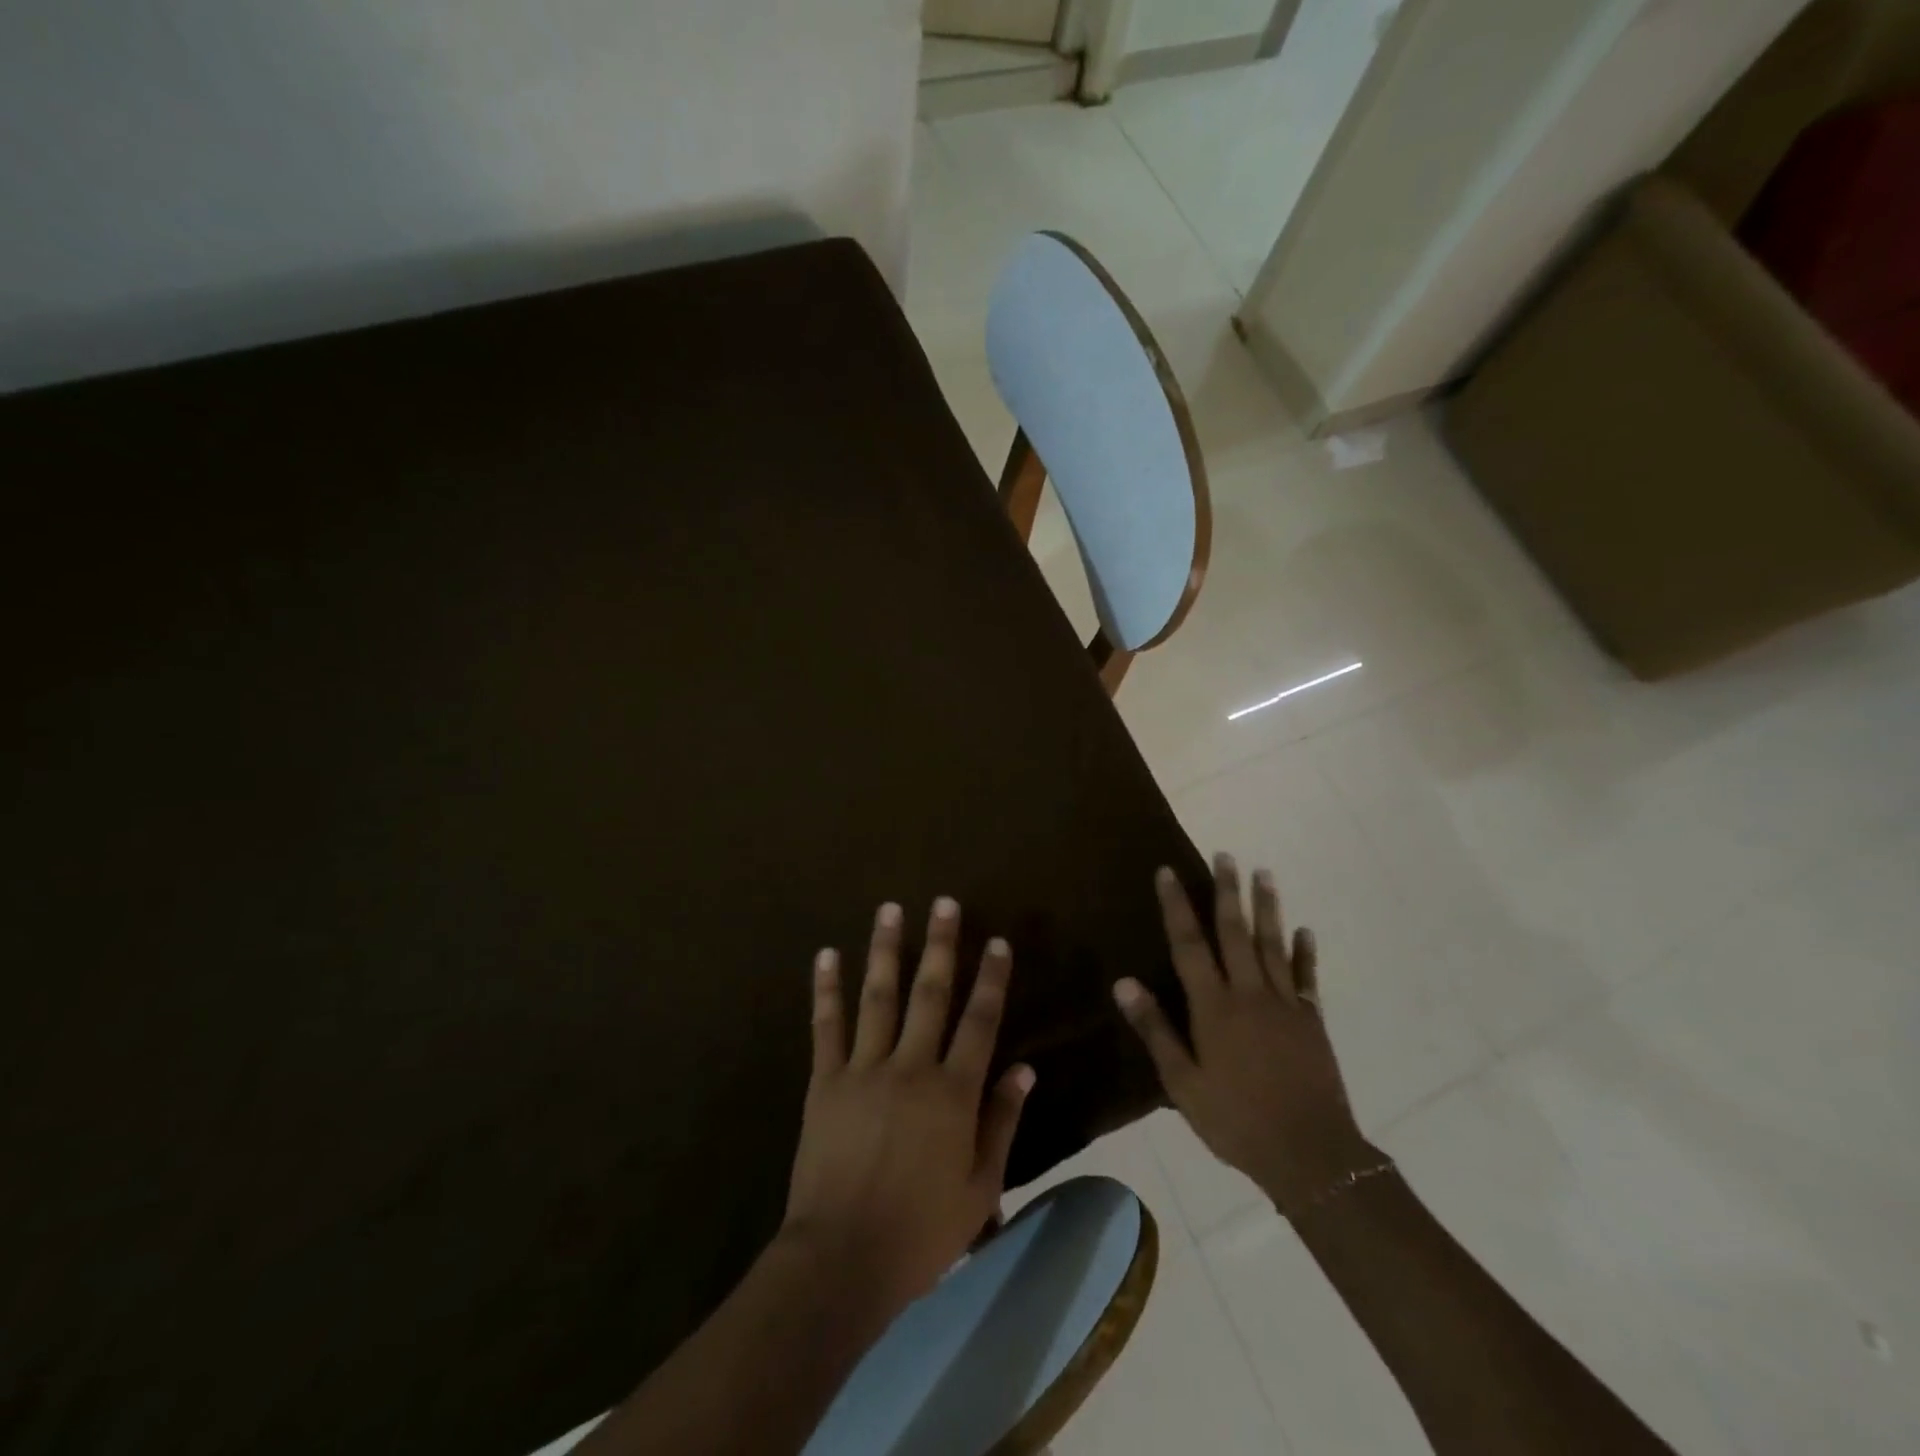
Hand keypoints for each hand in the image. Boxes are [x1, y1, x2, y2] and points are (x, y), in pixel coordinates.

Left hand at [783, 897, 1034, 1312]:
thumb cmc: (921, 1231)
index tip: (997, 941)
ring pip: (878, 996)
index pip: (980, 1022)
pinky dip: (826, 988)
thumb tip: (1024, 1069)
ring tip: (891, 909)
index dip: (991, 979)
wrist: (843, 1259)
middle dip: (941, 945)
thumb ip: (1002, 1123)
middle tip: (945, 903)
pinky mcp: (825, 1081)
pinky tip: (826, 954)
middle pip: (930, 993)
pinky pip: (826, 1026)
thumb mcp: (980, 1188)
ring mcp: (864, 1069)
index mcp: (953, 1092)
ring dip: (885, 949)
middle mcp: (911, 1067)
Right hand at [1114, 857, 1380, 1218]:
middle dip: (1227, 891)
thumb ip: (1155, 1029)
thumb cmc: (1235, 1119)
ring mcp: (1285, 1004)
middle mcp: (1249, 994)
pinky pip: (1307, 978)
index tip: (1168, 871)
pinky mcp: (1311, 1021)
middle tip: (1225, 855)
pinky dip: (1305, 952)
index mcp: (1214, 1007)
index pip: (1189, 945)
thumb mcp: (1183, 1082)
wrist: (1310, 1154)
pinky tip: (1305, 930)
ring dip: (1267, 907)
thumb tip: (1124, 982)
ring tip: (1264, 874)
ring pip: (1272, 945)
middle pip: (1235, 932)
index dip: (1177, 906)